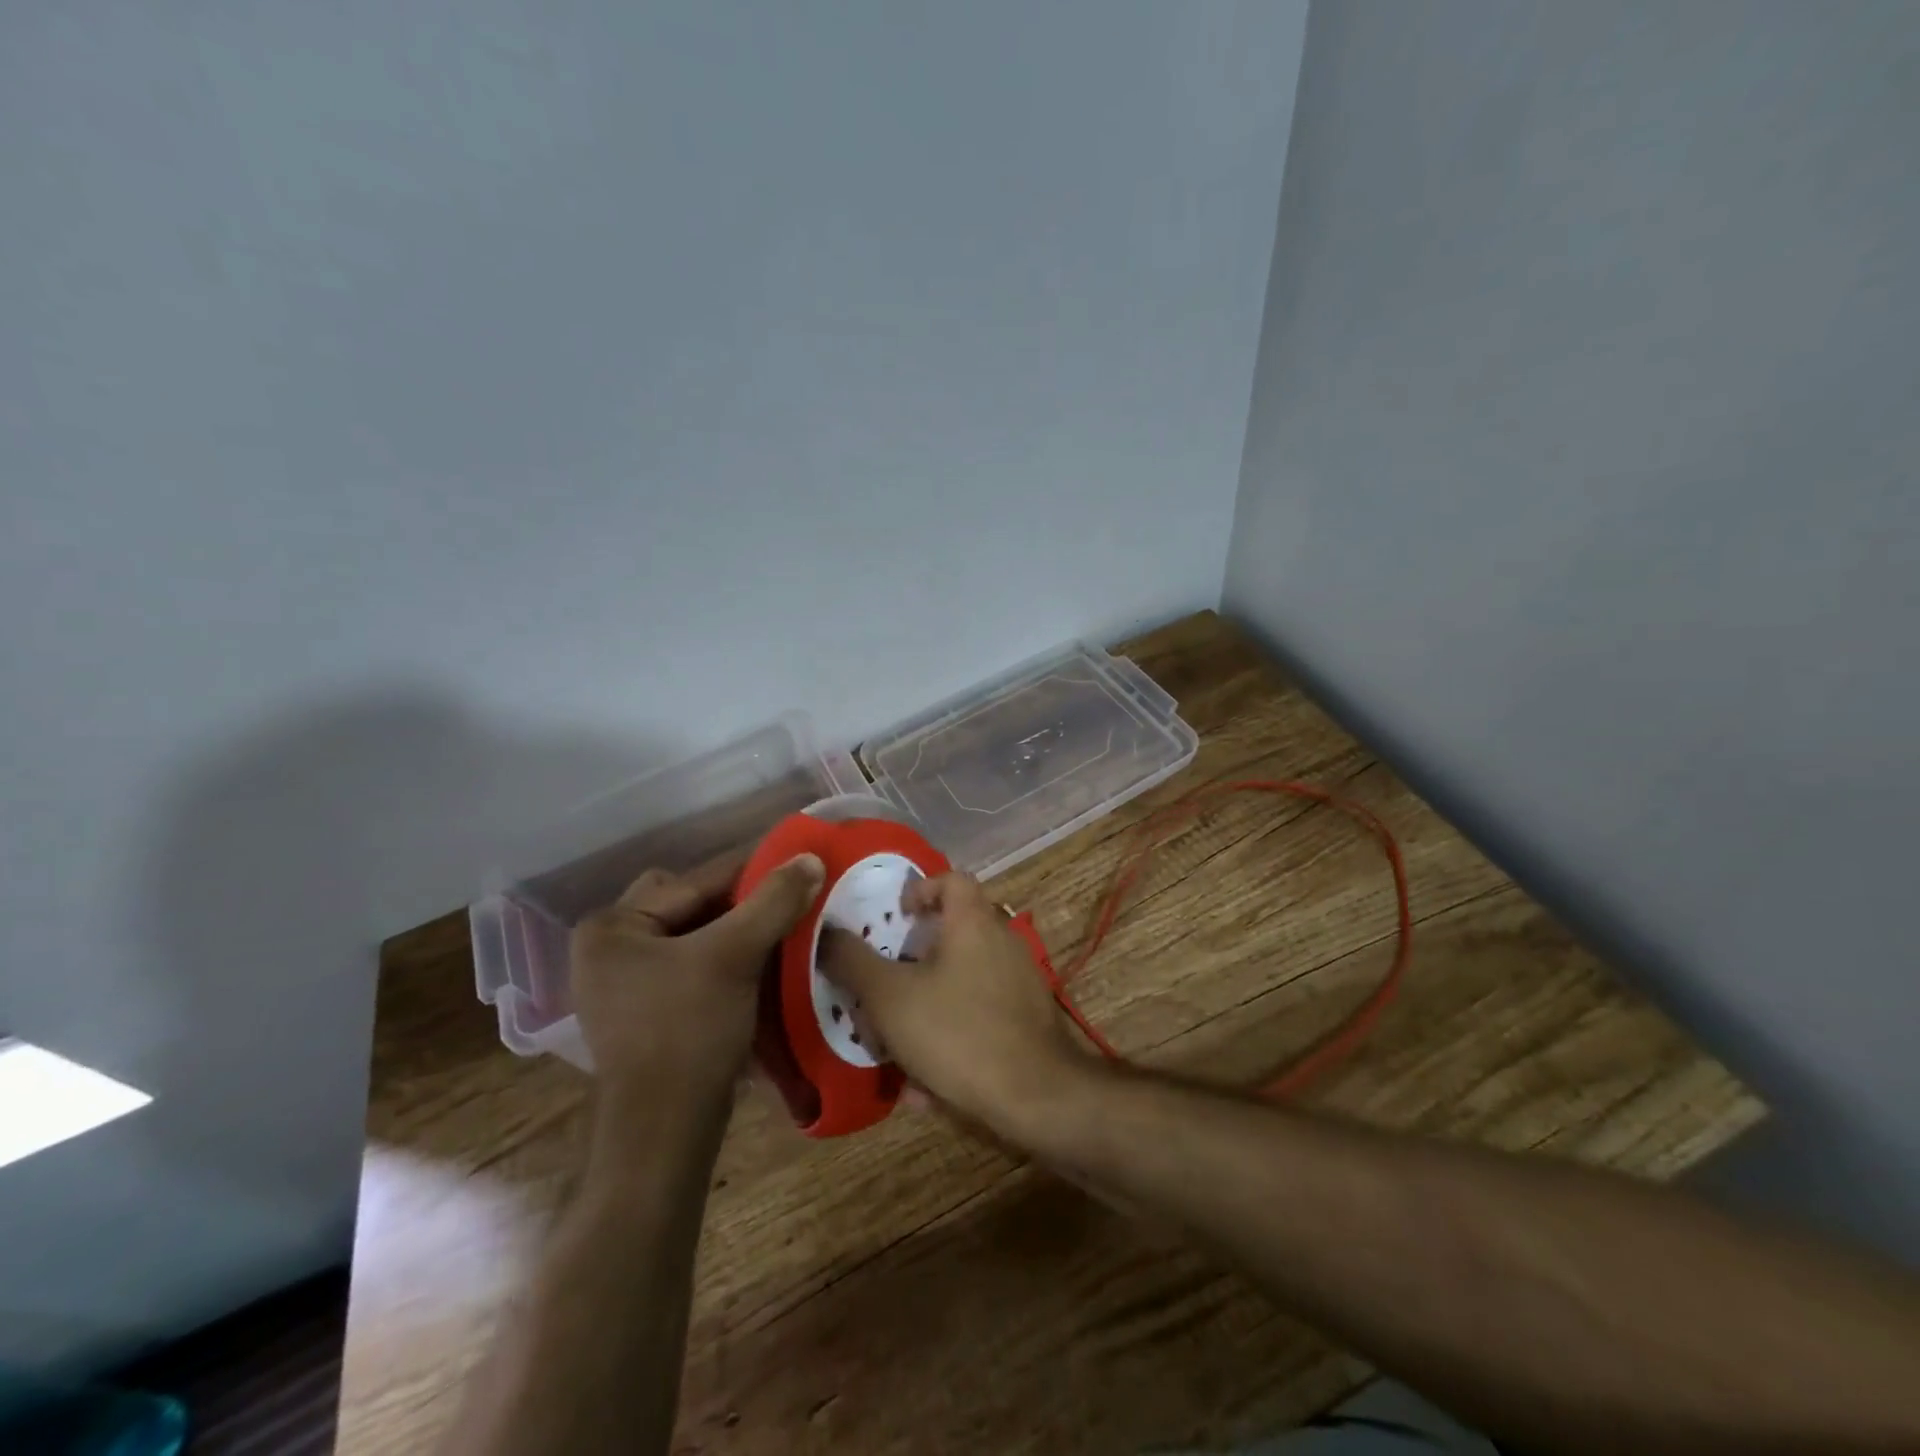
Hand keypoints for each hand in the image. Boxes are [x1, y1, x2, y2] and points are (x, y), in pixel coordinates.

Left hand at [570, 852, 823, 1103]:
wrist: (666, 1132)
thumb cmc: (689, 1031)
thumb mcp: (735, 956)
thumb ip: (773, 901)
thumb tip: (810, 857)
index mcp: (613, 927)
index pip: (694, 882)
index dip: (751, 870)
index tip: (797, 862)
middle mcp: (609, 949)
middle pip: (691, 905)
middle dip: (740, 902)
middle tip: (786, 901)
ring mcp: (624, 984)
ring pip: (695, 936)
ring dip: (738, 930)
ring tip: (783, 927)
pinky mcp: (645, 1013)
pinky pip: (692, 966)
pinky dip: (726, 959)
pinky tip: (762, 963)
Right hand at [820, 871, 1088, 1137]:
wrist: (1038, 1095)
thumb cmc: (958, 1032)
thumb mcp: (890, 998)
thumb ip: (853, 962)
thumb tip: (826, 932)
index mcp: (973, 921)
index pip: (951, 879)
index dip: (920, 890)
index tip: (895, 919)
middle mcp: (1001, 941)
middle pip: (950, 935)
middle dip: (910, 965)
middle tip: (882, 991)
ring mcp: (1018, 981)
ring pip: (958, 984)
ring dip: (924, 1011)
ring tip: (895, 1052)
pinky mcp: (1026, 1018)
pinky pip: (977, 1017)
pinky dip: (950, 1039)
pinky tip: (928, 1088)